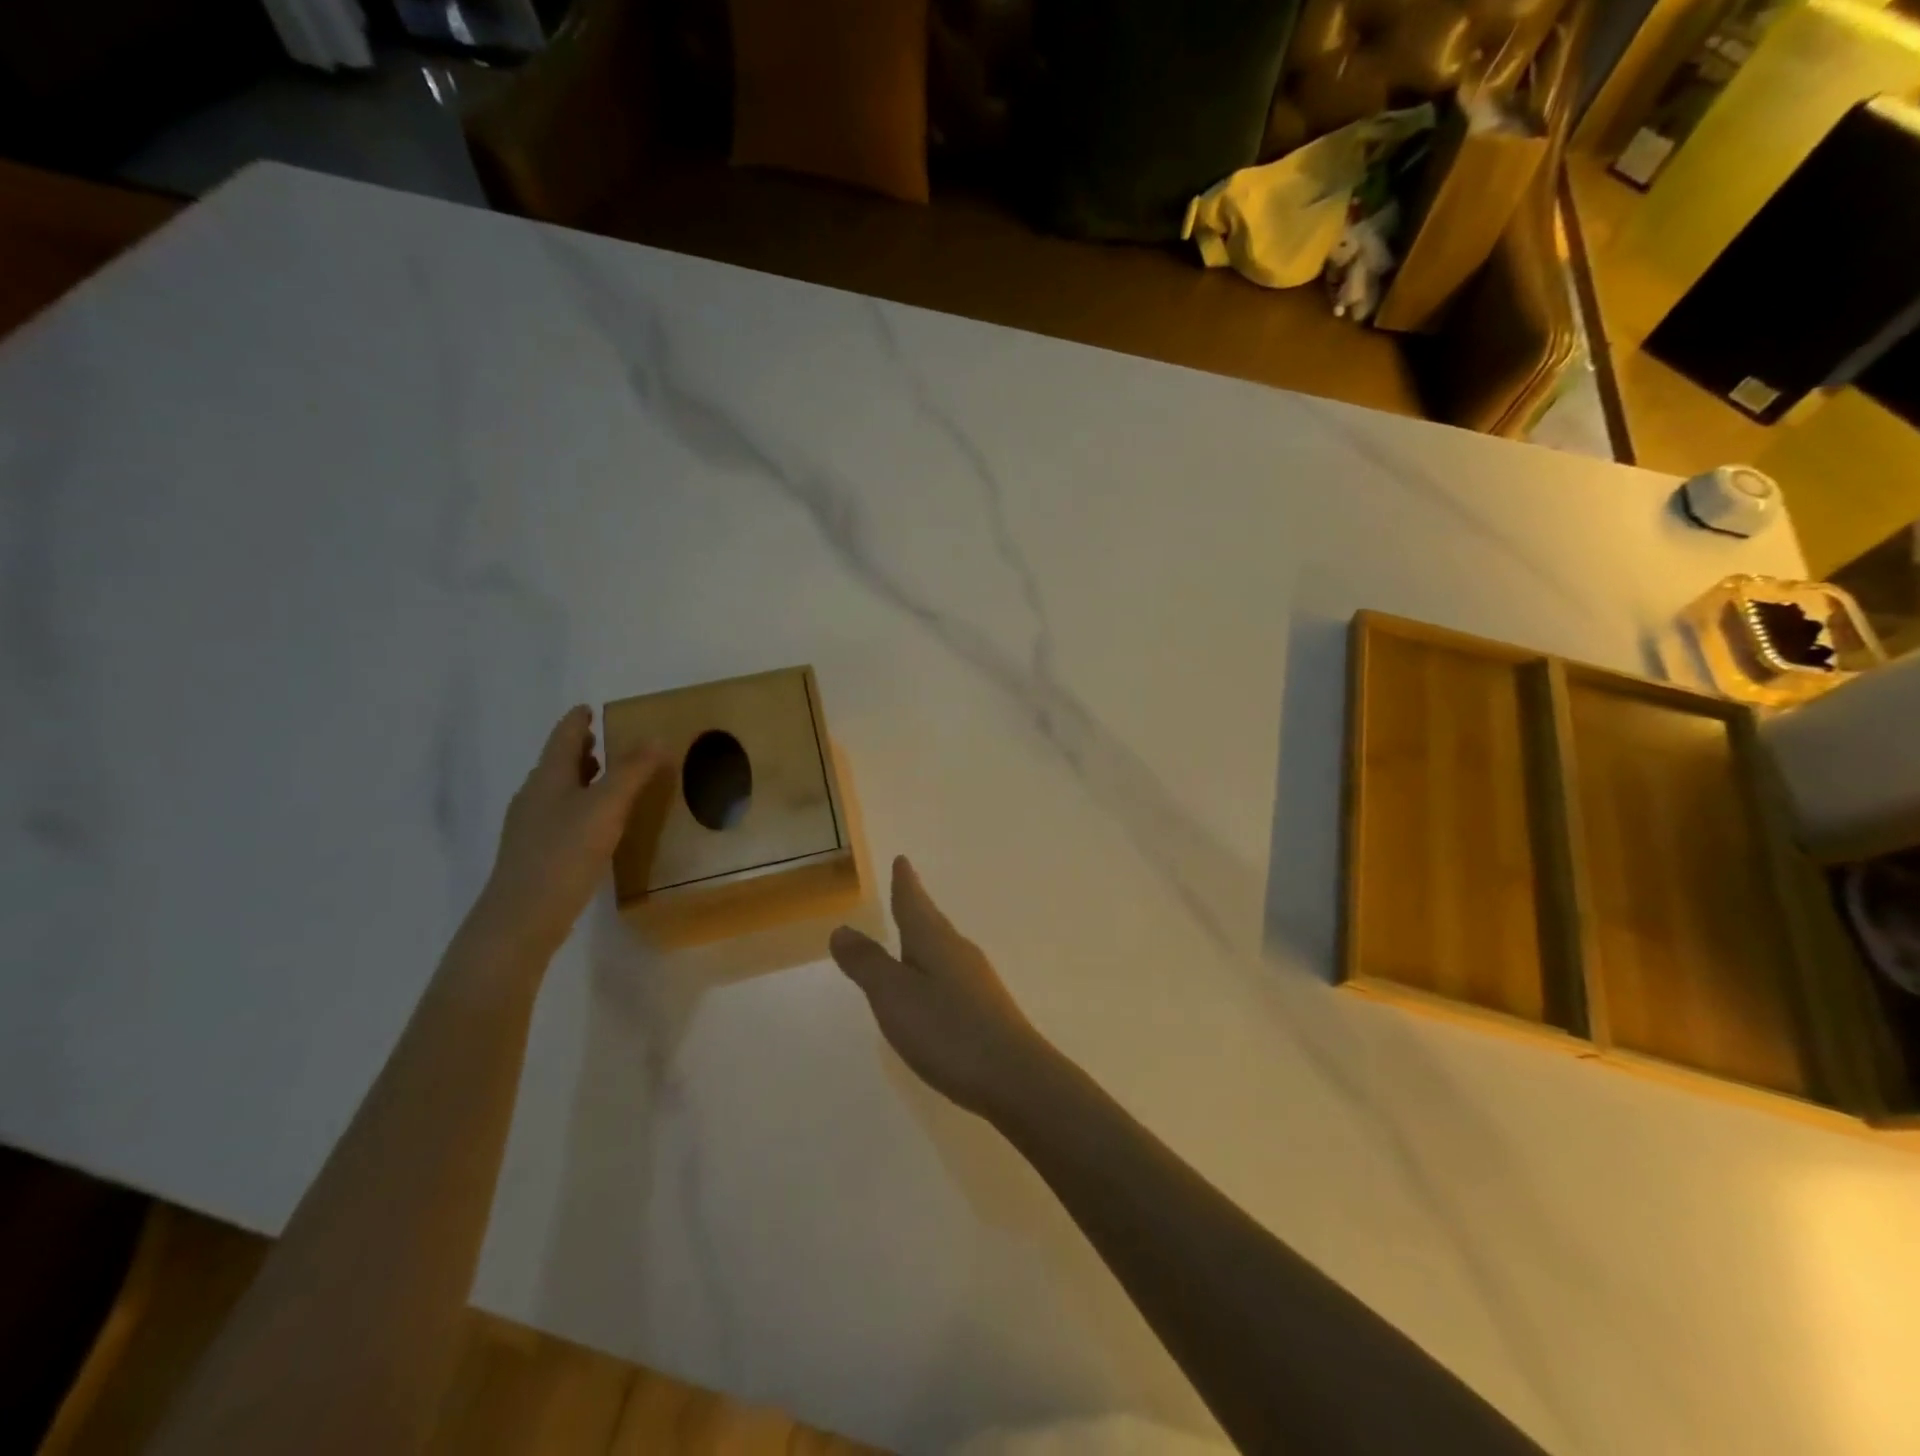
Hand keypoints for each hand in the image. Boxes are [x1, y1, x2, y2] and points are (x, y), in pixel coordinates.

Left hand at [469, 705, 665, 964]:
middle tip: (603, 740)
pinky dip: (580, 807)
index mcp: (548, 778)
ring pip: (558, 791)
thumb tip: (655, 737)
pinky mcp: (535, 855)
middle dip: (580, 750)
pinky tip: (596, 824)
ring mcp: (530, 828)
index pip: (564, 738)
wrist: (520, 919)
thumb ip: (631, 772)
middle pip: (557, 763)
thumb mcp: (606, 808)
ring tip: (606, 778)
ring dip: (580, 779)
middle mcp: (534, 797)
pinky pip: (560, 817)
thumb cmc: (563, 854)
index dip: (578, 722)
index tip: (589, 709)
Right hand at [830, 857, 1054, 1120]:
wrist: (1014, 1076)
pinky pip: (952, 974)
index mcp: (934, 940)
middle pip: (931, 921)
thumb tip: (842, 928)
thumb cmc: (947, 1030)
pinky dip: (935, 969)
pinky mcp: (986, 1008)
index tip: (902, 860)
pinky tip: (934, 988)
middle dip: (915, 907)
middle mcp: (959, 951)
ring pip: (943, 948)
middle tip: (904, 891)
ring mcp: (977, 980)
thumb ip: (867, 963)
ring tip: (912, 936)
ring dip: (925, 938)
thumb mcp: (894, 996)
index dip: (904, 882)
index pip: (914, 902)